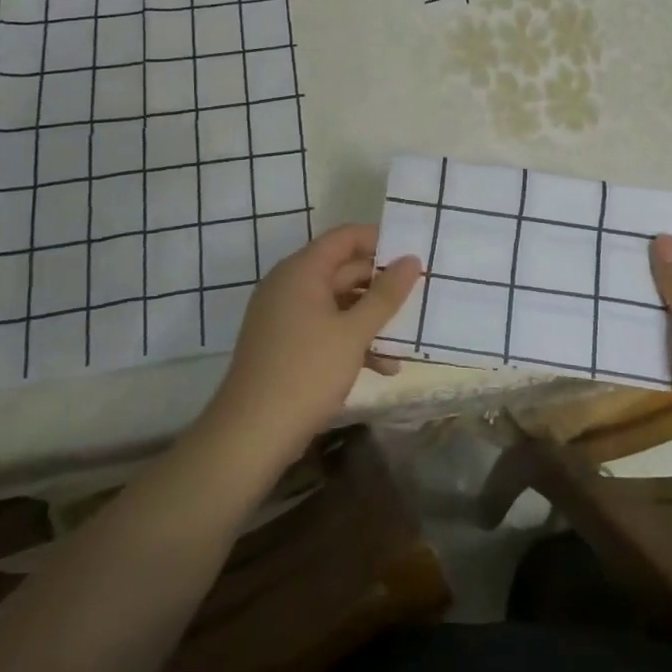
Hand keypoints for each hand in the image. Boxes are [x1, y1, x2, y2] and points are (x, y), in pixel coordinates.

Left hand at [195, 225, 421, 472]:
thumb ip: (386, 295)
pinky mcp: (286, 344)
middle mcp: (290, 285)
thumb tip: (411, 259)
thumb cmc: (306, 372)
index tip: (413, 252)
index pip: (345, 237)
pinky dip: (352, 340)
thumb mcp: (354, 333)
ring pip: (338, 303)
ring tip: (406, 338)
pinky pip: (325, 328)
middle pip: (343, 270)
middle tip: (420, 294)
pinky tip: (383, 366)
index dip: (380, 240)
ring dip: (371, 319)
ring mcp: (285, 316)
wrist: (251, 434)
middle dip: (381, 285)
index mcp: (302, 271)